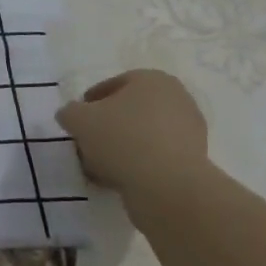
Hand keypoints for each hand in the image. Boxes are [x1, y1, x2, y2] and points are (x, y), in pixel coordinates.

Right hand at [56, 69, 208, 191]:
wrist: (168, 186)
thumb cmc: (121, 139)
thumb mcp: (78, 119)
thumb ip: (70, 112)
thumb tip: (72, 115)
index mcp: (152, 79)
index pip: (112, 86)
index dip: (89, 103)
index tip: (76, 122)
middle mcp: (177, 99)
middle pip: (130, 111)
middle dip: (108, 126)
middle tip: (88, 144)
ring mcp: (190, 131)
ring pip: (144, 135)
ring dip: (122, 148)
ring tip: (99, 168)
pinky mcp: (195, 161)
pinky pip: (157, 157)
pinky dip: (138, 165)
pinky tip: (119, 179)